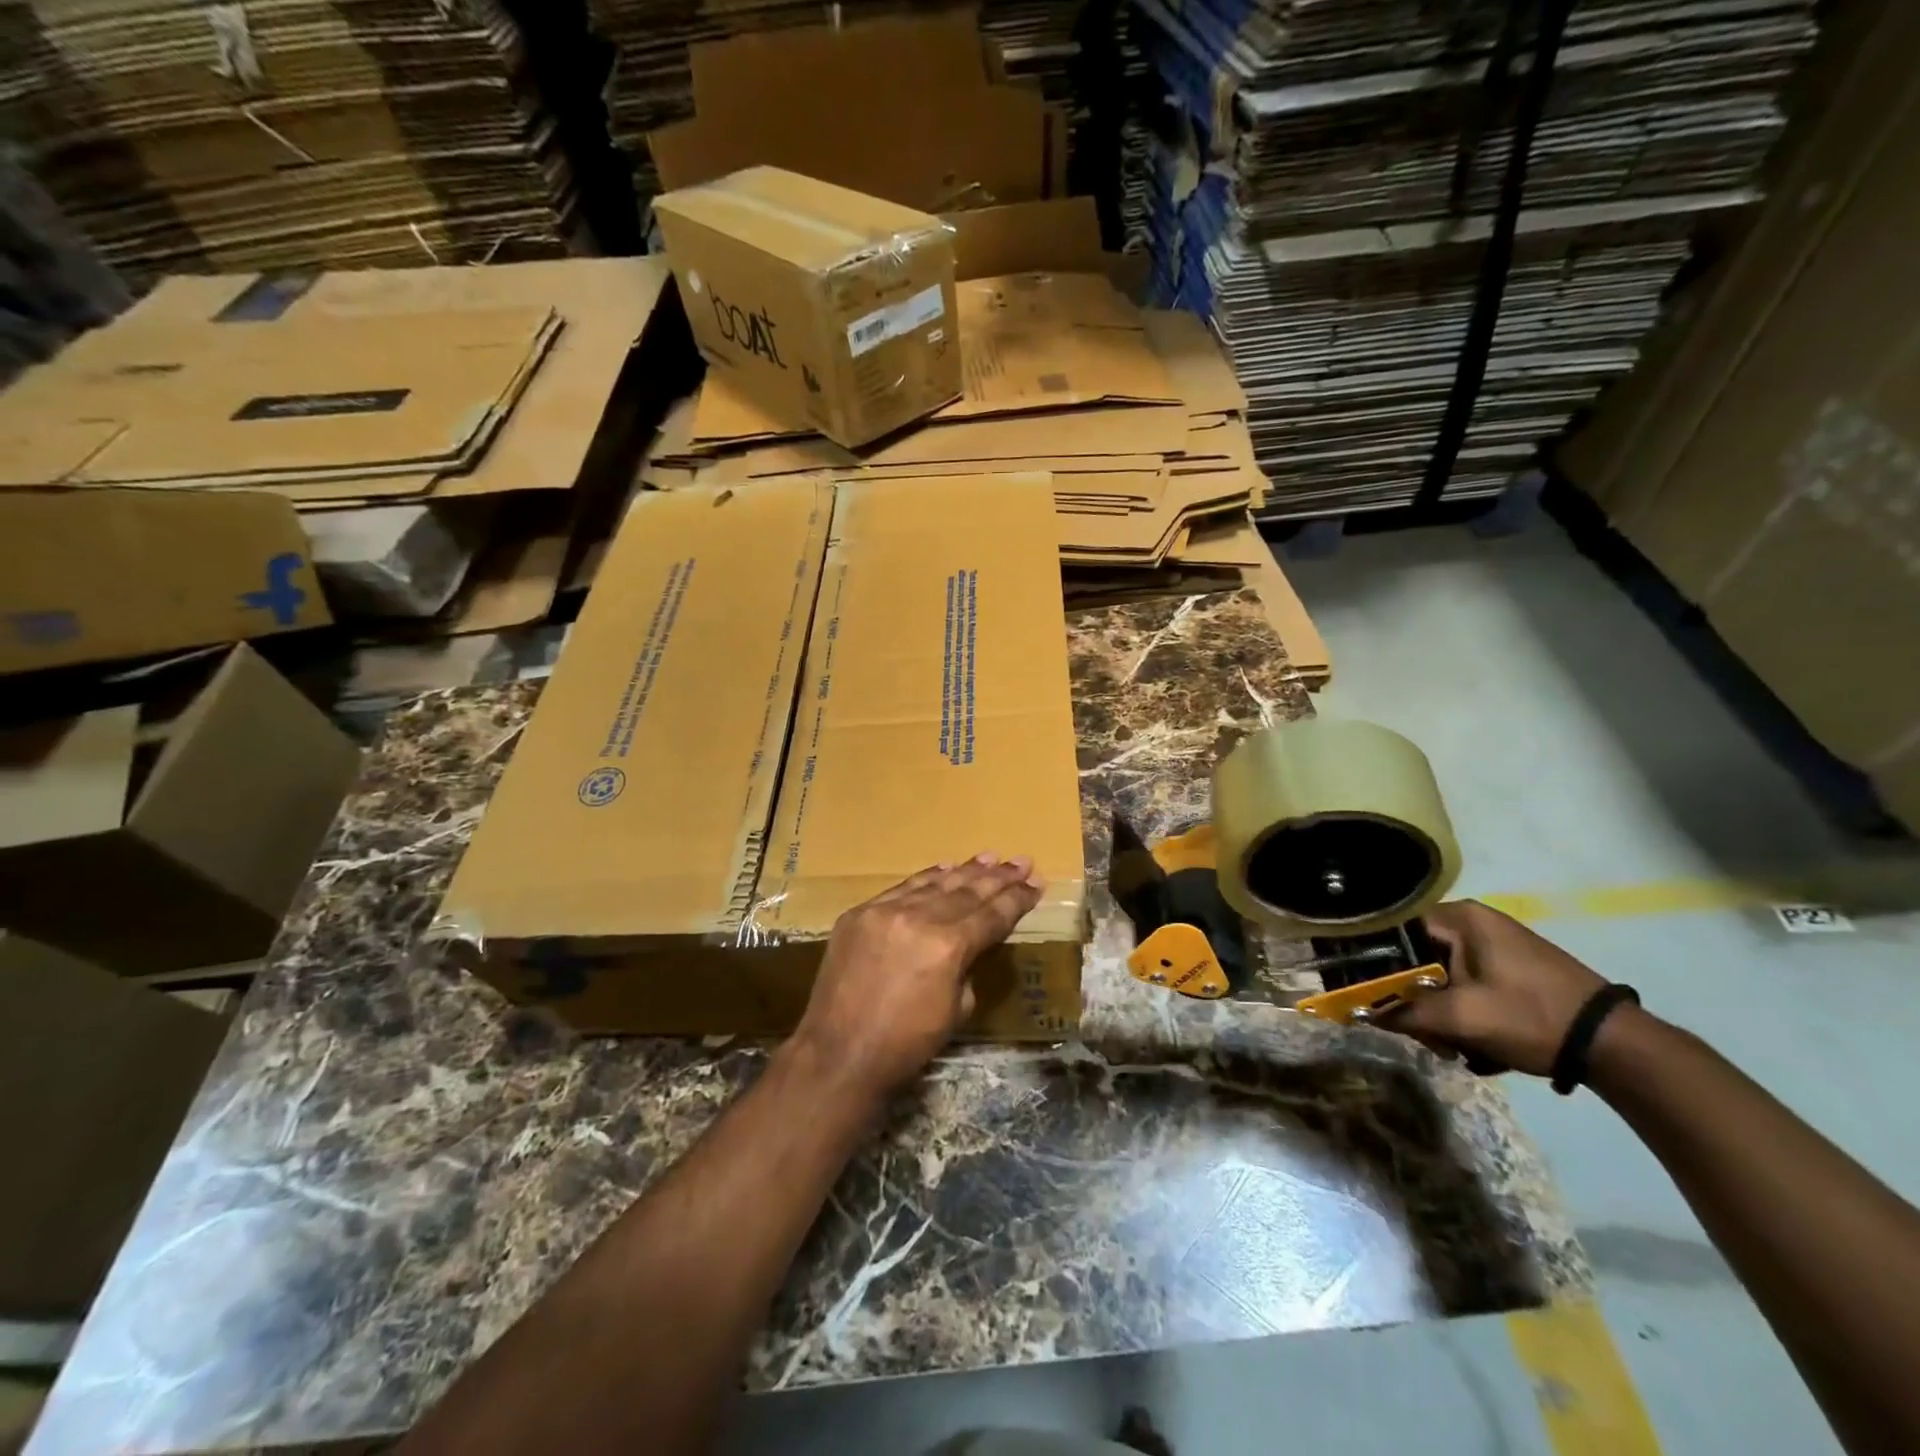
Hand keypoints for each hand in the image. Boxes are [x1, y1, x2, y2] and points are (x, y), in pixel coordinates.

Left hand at [789, 854, 1043, 1099]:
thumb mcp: (957, 1010)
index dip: (1017, 899)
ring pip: (934, 883)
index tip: (1037, 883)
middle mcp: (919, 918)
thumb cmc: (906, 1044)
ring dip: (965, 871)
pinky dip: (926, 878)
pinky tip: (944, 869)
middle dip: (998, 877)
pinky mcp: (859, 913)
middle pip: (967, 891)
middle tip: (1021, 861)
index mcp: (949, 946)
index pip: (992, 915)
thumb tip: (970, 943)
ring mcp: (885, 910)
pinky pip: (901, 888)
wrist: (839, 1053)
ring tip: (989, 857)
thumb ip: (969, 966)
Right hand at [1379, 900, 1610, 1075]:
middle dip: (1415, 1000)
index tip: (1370, 997)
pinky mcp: (1511, 968)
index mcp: (1460, 917)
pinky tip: (1476, 1043)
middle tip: (1427, 1036)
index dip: (1375, 965)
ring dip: (1440, 1013)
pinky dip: (1464, 1012)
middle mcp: (1474, 921)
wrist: (1616, 1047)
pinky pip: (1466, 984)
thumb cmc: (1531, 1017)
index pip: (1393, 931)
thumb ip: (1405, 1012)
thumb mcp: (1461, 1018)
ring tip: (1455, 1048)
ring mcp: (1496, 945)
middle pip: (1417, 957)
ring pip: (1441, 975)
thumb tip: (1360, 1013)